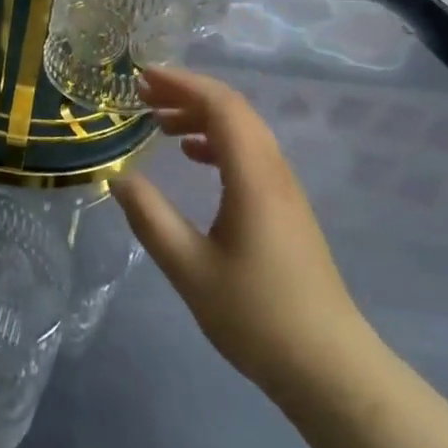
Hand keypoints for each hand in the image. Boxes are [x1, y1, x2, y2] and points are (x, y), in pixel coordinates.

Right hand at [112, 67, 371, 413]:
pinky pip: (250, 153)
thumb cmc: (256, 316)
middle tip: (142, 95)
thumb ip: (150, 218)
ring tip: (159, 123)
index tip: (141, 79)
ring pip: (244, 130)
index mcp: (253, 177)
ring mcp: (285, 189)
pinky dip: (218, 141)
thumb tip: (118, 177)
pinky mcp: (287, 208)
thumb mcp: (189, 269)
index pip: (221, 106)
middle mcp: (274, 171)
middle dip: (187, 93)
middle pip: (234, 110)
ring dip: (202, 116)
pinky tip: (194, 157)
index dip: (181, 84)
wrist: (329, 368)